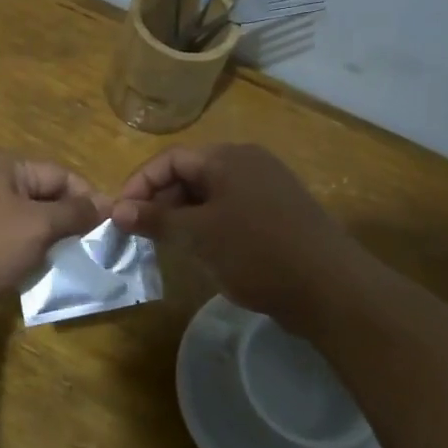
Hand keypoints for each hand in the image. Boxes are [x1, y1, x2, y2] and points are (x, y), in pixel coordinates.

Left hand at [0, 153, 106, 308]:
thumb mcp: (36, 226)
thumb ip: (72, 214)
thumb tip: (104, 204)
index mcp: (6, 165)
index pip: (62, 174)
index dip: (89, 199)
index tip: (109, 230)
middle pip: (40, 196)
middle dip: (65, 223)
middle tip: (87, 252)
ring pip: (20, 220)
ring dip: (41, 241)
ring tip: (59, 266)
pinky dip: (15, 253)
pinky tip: (22, 274)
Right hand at [112, 143, 360, 332]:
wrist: (332, 289)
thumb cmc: (257, 252)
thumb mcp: (198, 235)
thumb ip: (155, 219)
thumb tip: (115, 210)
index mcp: (228, 157)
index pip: (170, 159)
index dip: (139, 184)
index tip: (119, 215)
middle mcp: (248, 163)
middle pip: (190, 174)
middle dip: (161, 201)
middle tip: (140, 233)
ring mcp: (268, 188)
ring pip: (210, 195)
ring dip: (183, 216)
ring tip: (167, 245)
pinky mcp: (280, 214)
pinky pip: (232, 210)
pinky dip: (209, 225)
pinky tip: (202, 252)